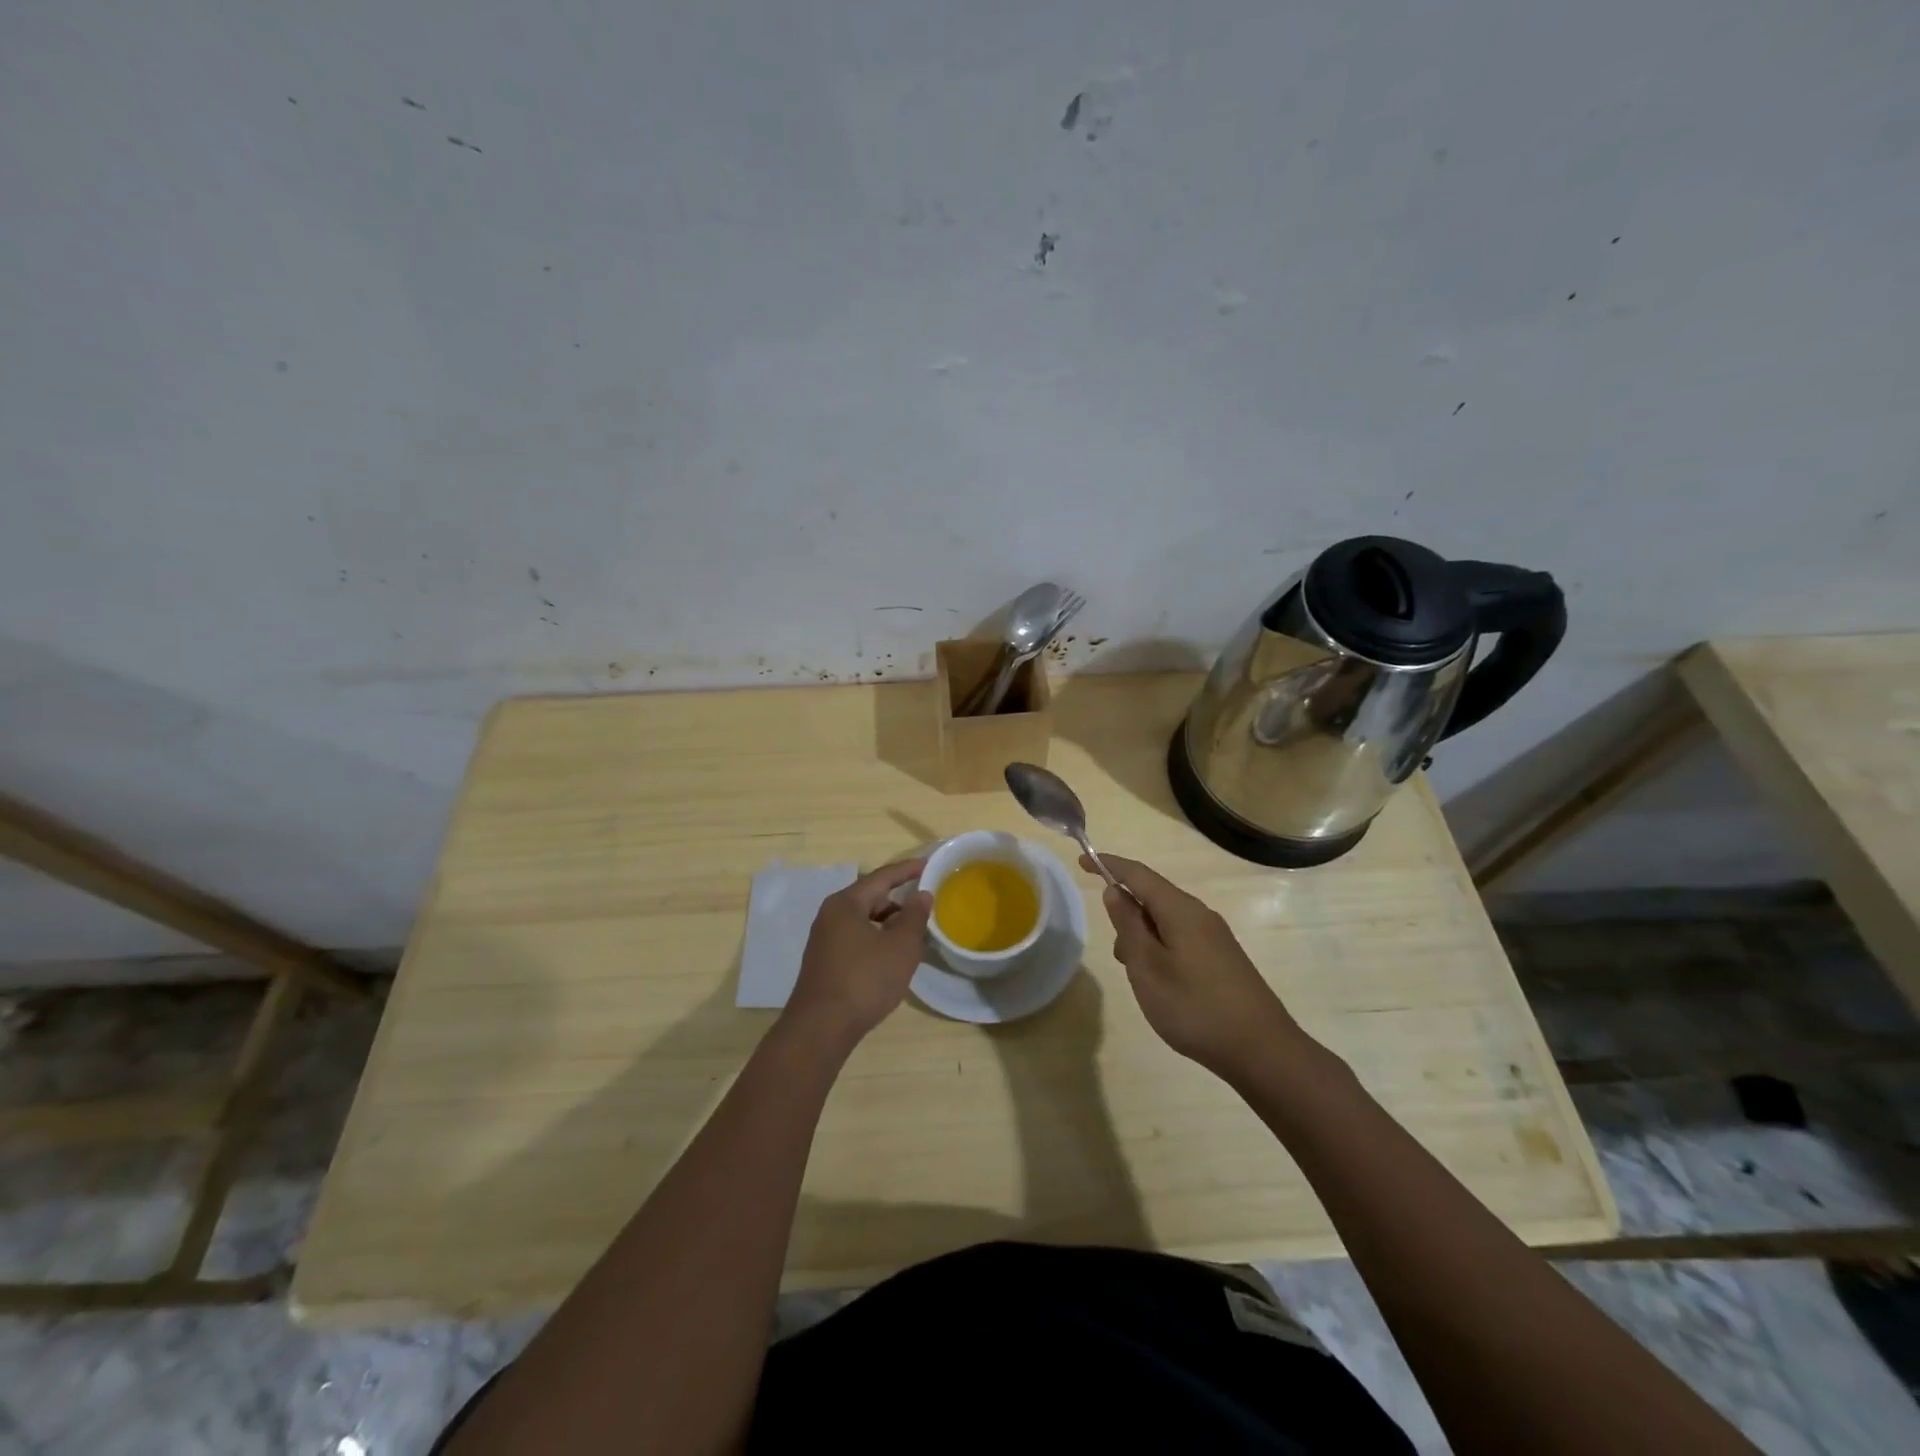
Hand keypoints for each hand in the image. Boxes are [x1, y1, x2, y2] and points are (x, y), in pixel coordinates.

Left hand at [783, 859, 931, 1048]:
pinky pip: (856, 938)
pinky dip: (877, 939)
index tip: (929, 864)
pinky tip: (892, 956)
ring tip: (914, 932)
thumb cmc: (864, 980)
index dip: (907, 870)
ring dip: (889, 923)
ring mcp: (825, 940)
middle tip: (925, 904)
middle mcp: (831, 915)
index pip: (882, 876)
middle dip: (899, 900)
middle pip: (871, 897)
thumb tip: (921, 895)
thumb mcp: (900, 947)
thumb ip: (914, 917)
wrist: (820, 1028)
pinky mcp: (825, 962)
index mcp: (846, 903)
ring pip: (863, 921)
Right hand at [1085, 854, 1303, 1077]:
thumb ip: (1128, 926)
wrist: (1262, 1050)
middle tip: (1119, 955)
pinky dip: (1161, 949)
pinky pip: (1181, 939)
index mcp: (1181, 910)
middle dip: (1127, 914)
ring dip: (1143, 937)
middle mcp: (1200, 915)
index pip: (1138, 874)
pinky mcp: (1222, 959)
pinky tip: (1162, 984)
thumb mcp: (1148, 967)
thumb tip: (1115, 891)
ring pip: (1167, 922)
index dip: (1109, 865)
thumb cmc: (1195, 1007)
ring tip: (1139, 977)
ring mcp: (1215, 937)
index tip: (1082, 861)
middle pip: (1154, 897)